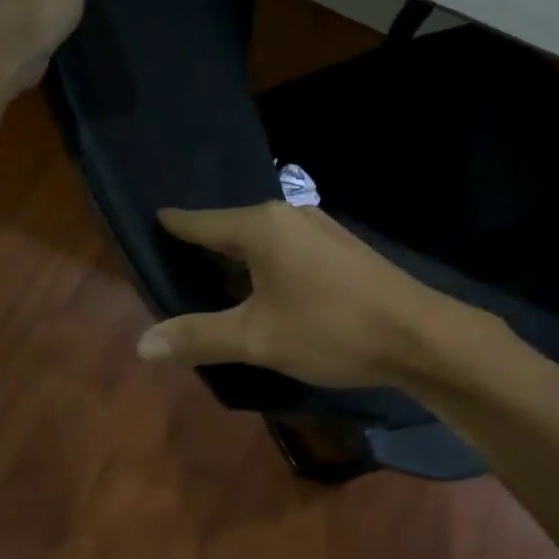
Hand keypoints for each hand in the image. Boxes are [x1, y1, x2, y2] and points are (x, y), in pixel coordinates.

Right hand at [134, 202, 480, 389]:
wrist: (417, 335)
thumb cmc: (331, 329)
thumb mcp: (258, 338)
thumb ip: (200, 336)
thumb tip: (142, 344)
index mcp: (262, 226)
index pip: (201, 222)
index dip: (173, 226)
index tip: (150, 221)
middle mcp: (290, 215)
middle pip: (233, 228)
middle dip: (205, 245)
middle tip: (173, 261)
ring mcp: (322, 228)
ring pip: (265, 239)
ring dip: (240, 256)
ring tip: (214, 275)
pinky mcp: (343, 248)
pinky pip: (290, 248)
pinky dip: (269, 263)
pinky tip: (267, 285)